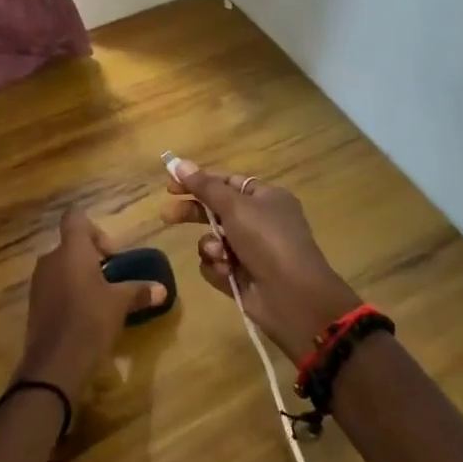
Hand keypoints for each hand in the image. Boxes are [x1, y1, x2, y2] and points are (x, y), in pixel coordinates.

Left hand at [16, 209, 167, 399]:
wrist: (54, 364)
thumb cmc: (90, 320)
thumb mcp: (120, 304)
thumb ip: (140, 291)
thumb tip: (163, 289)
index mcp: (71, 249)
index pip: (75, 218)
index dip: (95, 229)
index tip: (110, 254)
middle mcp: (51, 258)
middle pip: (71, 244)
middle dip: (91, 258)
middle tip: (111, 279)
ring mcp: (39, 281)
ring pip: (62, 266)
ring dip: (79, 276)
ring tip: (99, 299)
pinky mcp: (34, 304)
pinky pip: (54, 287)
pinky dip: (68, 293)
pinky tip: (83, 316)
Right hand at [162, 158, 359, 362]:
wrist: (294, 299)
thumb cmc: (268, 241)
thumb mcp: (236, 207)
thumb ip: (205, 186)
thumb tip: (179, 163)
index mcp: (265, 198)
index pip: (226, 182)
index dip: (199, 182)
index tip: (171, 185)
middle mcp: (259, 222)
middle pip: (216, 210)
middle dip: (193, 213)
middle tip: (168, 216)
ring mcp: (251, 251)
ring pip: (213, 240)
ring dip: (211, 246)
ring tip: (221, 255)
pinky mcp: (242, 277)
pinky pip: (217, 265)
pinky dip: (218, 268)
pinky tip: (227, 273)